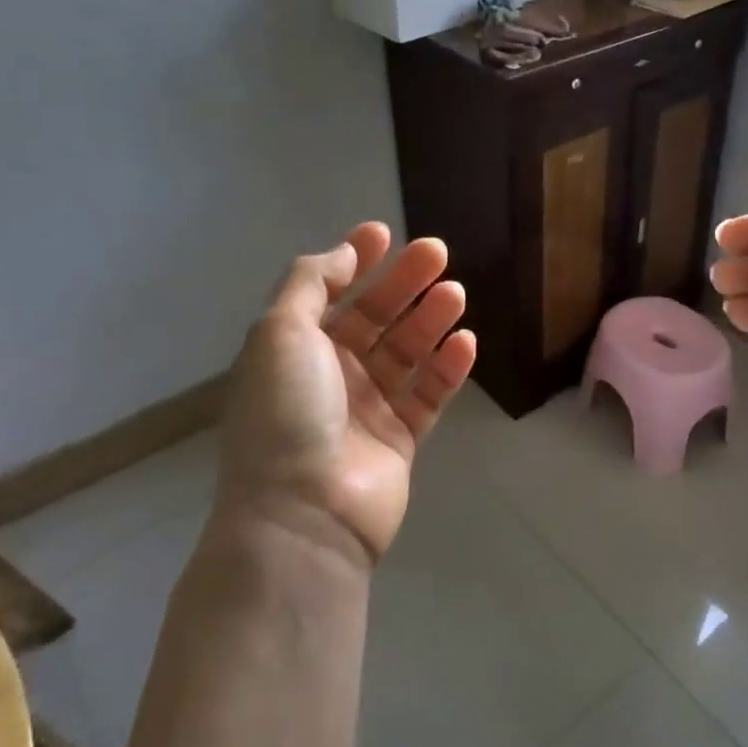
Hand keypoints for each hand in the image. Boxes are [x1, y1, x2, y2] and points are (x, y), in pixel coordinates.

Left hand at [214, 223, 476, 566]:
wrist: (304, 513)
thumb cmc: (286, 413)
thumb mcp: (280, 332)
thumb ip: (310, 283)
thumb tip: (343, 253)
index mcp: (295, 349)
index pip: (327, 292)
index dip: (354, 260)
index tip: (384, 233)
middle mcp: (330, 374)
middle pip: (374, 317)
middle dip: (404, 283)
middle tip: (438, 253)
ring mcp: (366, 408)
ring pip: (406, 353)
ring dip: (430, 320)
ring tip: (457, 293)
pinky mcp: (399, 440)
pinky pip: (428, 395)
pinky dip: (448, 368)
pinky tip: (467, 342)